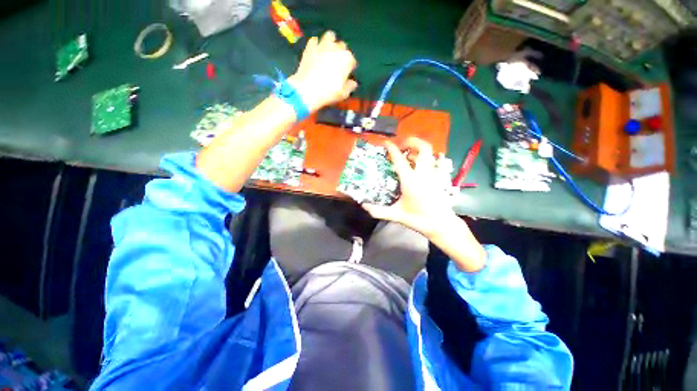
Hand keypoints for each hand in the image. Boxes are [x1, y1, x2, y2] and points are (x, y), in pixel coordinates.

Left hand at [288, 31, 357, 112]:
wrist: (308, 89)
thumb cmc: (329, 93)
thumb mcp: (343, 94)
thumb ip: (350, 87)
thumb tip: (353, 83)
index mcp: (347, 59)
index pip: (352, 60)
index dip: (349, 67)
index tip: (346, 73)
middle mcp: (337, 48)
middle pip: (342, 46)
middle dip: (341, 53)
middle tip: (337, 62)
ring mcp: (323, 45)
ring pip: (330, 36)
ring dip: (331, 42)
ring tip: (328, 50)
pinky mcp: (310, 46)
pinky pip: (315, 40)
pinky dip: (316, 44)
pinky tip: (315, 51)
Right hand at [362, 138, 454, 238]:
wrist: (442, 224)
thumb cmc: (419, 219)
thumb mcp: (397, 215)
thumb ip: (379, 211)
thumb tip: (364, 206)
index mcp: (410, 181)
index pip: (400, 159)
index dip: (392, 148)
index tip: (385, 143)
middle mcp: (423, 173)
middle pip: (423, 147)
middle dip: (411, 141)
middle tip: (400, 145)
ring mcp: (432, 174)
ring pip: (428, 153)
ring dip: (417, 149)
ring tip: (406, 155)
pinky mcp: (437, 178)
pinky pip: (431, 161)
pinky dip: (422, 158)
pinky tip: (415, 166)